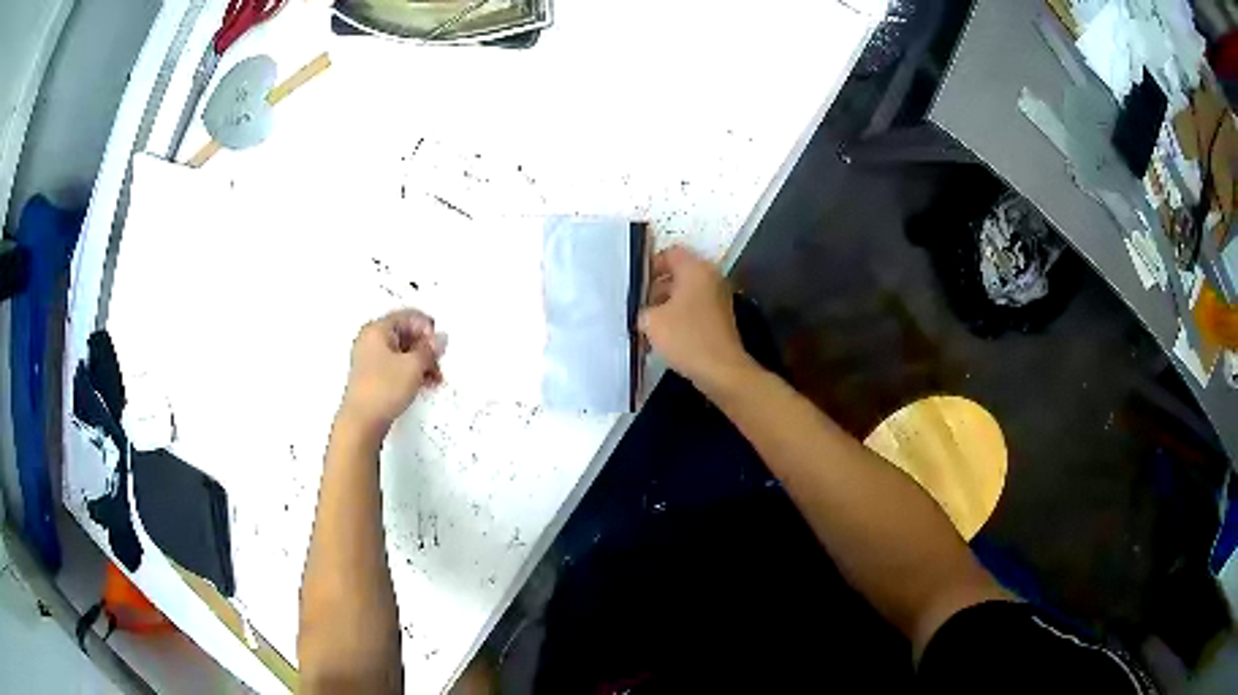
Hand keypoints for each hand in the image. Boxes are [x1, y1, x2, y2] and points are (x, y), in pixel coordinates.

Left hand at [339, 309, 445, 437]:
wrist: (361, 422)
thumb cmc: (385, 388)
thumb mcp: (413, 366)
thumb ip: (429, 349)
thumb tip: (441, 338)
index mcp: (377, 329)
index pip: (408, 316)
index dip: (427, 328)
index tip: (440, 346)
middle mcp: (371, 339)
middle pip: (405, 334)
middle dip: (426, 348)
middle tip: (440, 363)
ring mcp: (370, 359)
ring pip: (402, 352)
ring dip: (421, 362)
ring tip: (435, 379)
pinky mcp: (372, 377)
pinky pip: (396, 366)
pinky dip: (411, 372)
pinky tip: (424, 385)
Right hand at [638, 245, 752, 388]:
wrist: (721, 370)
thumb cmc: (686, 338)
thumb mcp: (651, 321)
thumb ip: (642, 308)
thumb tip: (644, 310)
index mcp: (695, 269)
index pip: (669, 253)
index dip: (649, 266)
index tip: (635, 286)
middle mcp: (710, 277)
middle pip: (678, 273)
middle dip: (656, 287)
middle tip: (638, 306)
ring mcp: (718, 297)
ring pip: (685, 292)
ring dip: (666, 304)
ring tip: (647, 324)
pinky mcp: (720, 317)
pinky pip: (694, 308)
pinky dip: (679, 316)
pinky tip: (664, 335)